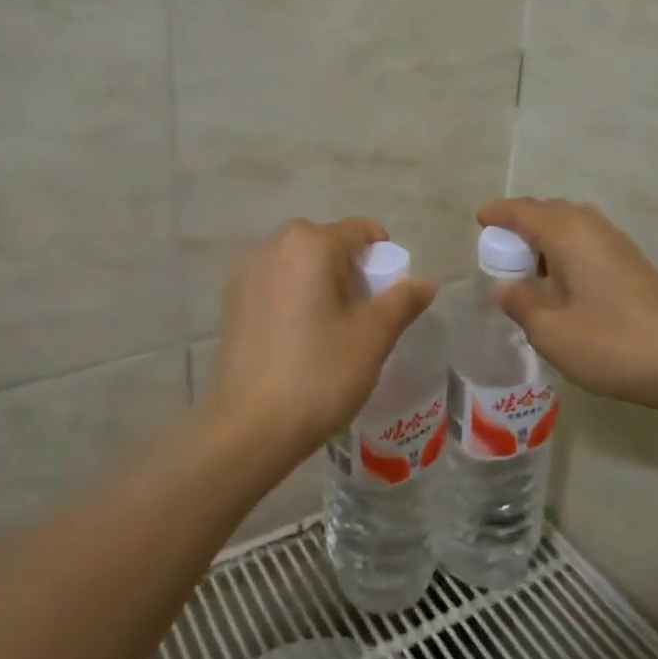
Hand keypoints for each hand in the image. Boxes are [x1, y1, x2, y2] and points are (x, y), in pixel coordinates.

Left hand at [207, 218, 436, 459]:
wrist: (251, 427)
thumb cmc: (321, 375)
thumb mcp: (374, 337)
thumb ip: (403, 301)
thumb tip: (426, 283)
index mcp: (310, 245)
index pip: (360, 231)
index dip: (383, 256)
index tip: (390, 294)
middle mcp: (273, 247)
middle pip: (325, 242)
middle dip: (349, 268)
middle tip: (361, 312)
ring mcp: (246, 274)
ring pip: (296, 263)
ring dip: (319, 280)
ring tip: (330, 327)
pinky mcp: (231, 303)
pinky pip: (274, 284)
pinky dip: (293, 296)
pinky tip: (298, 338)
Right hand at [476, 198, 657, 414]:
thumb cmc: (611, 343)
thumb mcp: (551, 331)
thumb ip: (520, 304)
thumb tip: (503, 287)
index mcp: (569, 234)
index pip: (524, 211)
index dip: (499, 213)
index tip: (480, 221)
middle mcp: (593, 228)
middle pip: (550, 212)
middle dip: (522, 223)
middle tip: (500, 248)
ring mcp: (618, 244)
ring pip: (572, 226)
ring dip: (546, 238)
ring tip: (527, 268)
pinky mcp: (633, 263)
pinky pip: (588, 242)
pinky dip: (566, 250)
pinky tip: (562, 283)